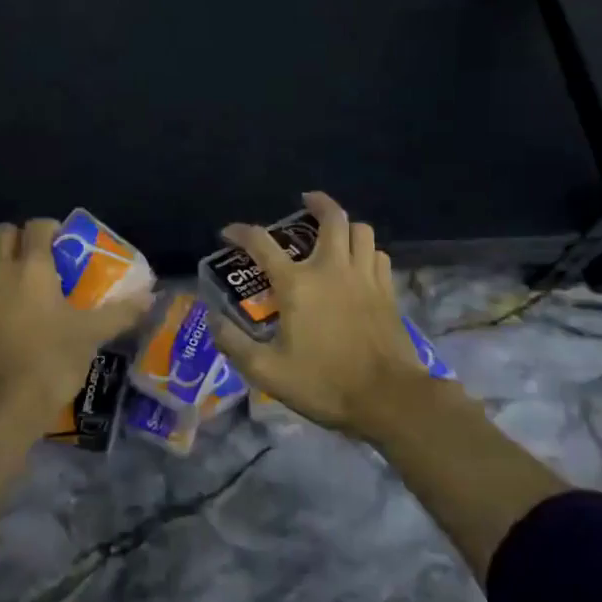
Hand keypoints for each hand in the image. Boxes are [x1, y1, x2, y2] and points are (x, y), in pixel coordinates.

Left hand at [0, 217, 151, 432]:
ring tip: (14, 295)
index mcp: (32, 268)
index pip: (37, 226)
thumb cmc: (50, 363)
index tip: (65, 245)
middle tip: (40, 263)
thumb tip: (150, 296)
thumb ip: (120, 313)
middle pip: (2, 235)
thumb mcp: (91, 337)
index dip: (51, 229)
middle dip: (19, 241)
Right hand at [208, 191, 430, 436]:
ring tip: (334, 232)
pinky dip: (366, 250)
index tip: (229, 233)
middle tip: (305, 202)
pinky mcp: (387, 291)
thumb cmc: (325, 383)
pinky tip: (359, 263)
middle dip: (318, 202)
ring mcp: (365, 277)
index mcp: (298, 284)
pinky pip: (378, 255)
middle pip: (332, 218)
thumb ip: (234, 344)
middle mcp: (332, 268)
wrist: (389, 399)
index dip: (240, 232)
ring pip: (361, 230)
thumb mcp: (267, 372)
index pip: (262, 243)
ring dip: (345, 225)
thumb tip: (212, 320)